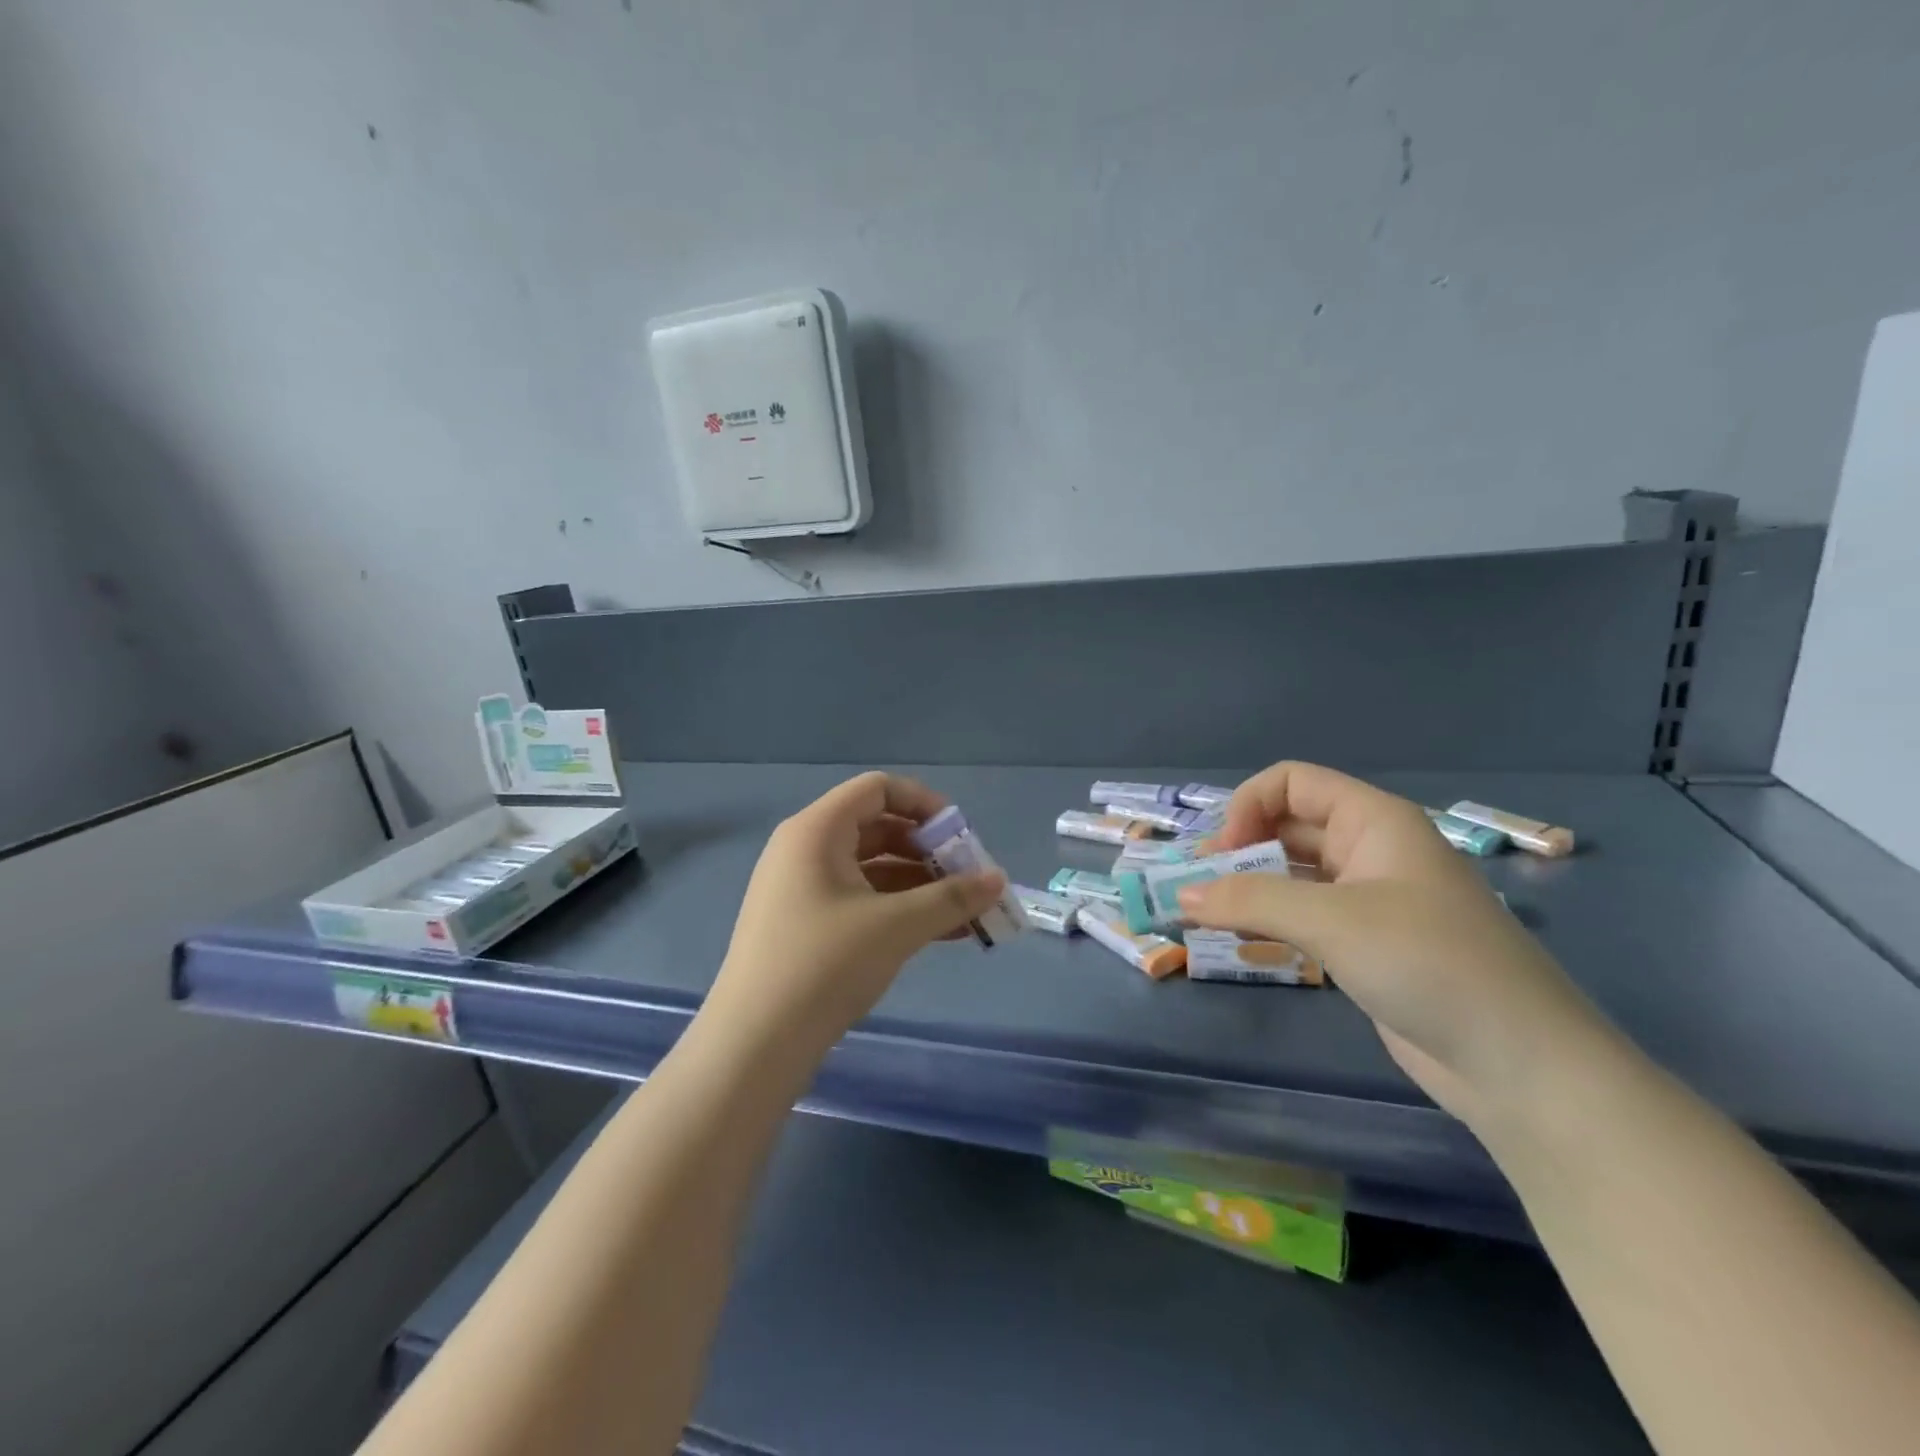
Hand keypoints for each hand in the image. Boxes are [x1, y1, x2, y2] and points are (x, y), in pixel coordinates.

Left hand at [705, 772, 1007, 1053]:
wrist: (755, 1044)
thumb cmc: (825, 965)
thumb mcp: (896, 926)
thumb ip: (951, 898)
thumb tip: (999, 880)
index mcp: (817, 830)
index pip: (877, 789)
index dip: (925, 804)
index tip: (961, 836)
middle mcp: (805, 848)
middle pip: (878, 827)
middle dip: (929, 850)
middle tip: (969, 879)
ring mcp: (802, 888)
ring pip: (872, 868)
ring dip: (920, 885)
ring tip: (966, 913)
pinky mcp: (805, 924)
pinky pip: (860, 899)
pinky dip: (898, 908)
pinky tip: (940, 933)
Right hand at [1180, 761, 1612, 1128]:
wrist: (1521, 1065)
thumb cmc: (1428, 963)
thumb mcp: (1331, 920)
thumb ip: (1249, 900)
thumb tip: (1180, 896)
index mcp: (1374, 820)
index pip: (1292, 783)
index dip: (1247, 807)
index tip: (1220, 856)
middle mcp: (1370, 850)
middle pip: (1287, 826)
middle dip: (1238, 850)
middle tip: (1197, 889)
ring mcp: (1370, 900)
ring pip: (1292, 874)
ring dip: (1247, 889)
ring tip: (1205, 917)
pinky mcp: (1367, 945)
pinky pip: (1304, 917)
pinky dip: (1269, 923)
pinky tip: (1243, 944)